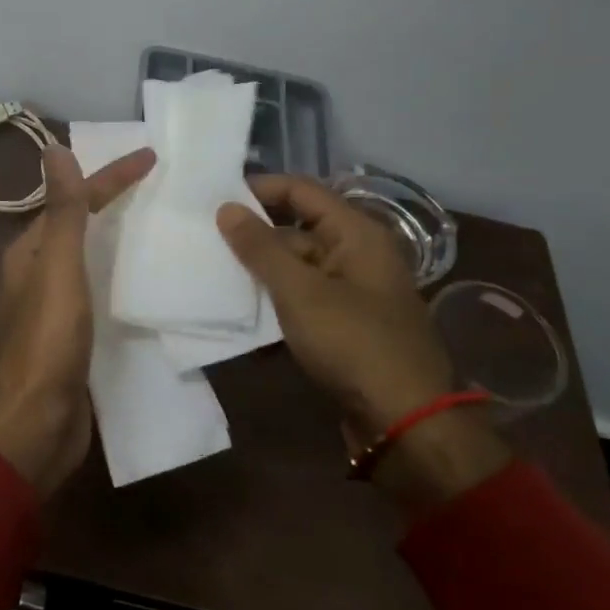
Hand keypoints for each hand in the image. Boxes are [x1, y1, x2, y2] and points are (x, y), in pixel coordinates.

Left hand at [0, 143, 155, 498]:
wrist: (37, 425)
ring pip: (90, 260)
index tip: (152, 157)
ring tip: (161, 226)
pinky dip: (121, 276)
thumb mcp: (58, 269)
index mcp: (30, 252)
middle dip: (114, 203)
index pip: (74, 201)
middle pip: (80, 226)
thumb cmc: (47, 342)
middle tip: (161, 188)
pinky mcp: (73, 337)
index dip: (110, 177)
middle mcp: (37, 274)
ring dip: (119, 239)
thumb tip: (53, 148)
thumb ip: (62, 212)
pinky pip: (99, 292)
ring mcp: (54, 308)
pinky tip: (146, 281)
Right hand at [217, 176, 509, 510]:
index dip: (260, 188)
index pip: (302, 191)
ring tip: (211, 271)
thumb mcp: (300, 291)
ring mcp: (351, 292)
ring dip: (259, 271)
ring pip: (296, 267)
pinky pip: (302, 299)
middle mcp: (357, 255)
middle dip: (253, 234)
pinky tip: (239, 312)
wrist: (405, 421)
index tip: (214, 198)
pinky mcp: (343, 325)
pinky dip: (274, 301)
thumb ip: (260, 248)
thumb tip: (226, 208)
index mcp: (356, 234)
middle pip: (297, 229)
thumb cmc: (354, 342)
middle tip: (204, 237)